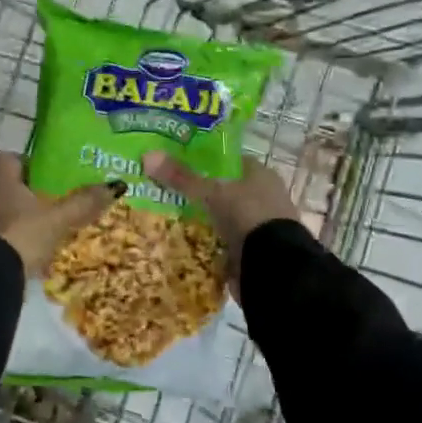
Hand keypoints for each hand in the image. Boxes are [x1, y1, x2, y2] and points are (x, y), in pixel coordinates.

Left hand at [0, 154, 118, 275]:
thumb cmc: (22, 235)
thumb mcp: (58, 219)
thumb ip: (84, 201)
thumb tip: (117, 184)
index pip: (16, 158)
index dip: (36, 167)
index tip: (54, 181)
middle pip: (5, 183)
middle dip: (25, 193)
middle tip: (49, 205)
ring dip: (14, 214)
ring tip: (39, 229)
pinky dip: (4, 234)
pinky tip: (22, 248)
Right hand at [141, 152, 298, 283]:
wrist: (273, 267)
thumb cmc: (247, 216)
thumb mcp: (212, 193)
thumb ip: (182, 177)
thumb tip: (147, 155)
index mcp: (261, 174)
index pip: (228, 161)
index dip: (204, 160)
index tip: (176, 163)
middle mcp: (263, 196)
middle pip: (224, 189)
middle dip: (199, 192)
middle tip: (164, 191)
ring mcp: (259, 225)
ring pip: (223, 216)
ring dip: (202, 218)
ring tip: (168, 216)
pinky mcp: (253, 250)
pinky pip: (223, 240)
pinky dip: (207, 241)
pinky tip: (185, 241)